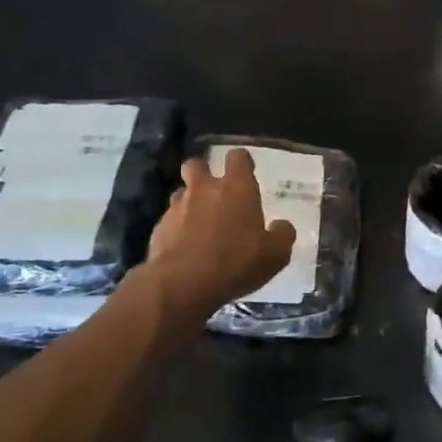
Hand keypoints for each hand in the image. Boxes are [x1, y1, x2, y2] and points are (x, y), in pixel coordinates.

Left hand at [146, 149, 296, 316]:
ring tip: (199, 224)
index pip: (238, 157)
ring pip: (181, 193)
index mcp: (237, 188)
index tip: (245, 172)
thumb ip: (282, 235)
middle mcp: (205, 189)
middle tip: (213, 191)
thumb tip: (281, 226)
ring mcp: (177, 207)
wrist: (182, 284)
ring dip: (189, 202)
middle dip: (203, 172)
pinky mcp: (159, 228)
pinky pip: (169, 221)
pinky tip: (184, 249)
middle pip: (197, 164)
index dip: (242, 162)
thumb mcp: (275, 254)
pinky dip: (176, 229)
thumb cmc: (236, 262)